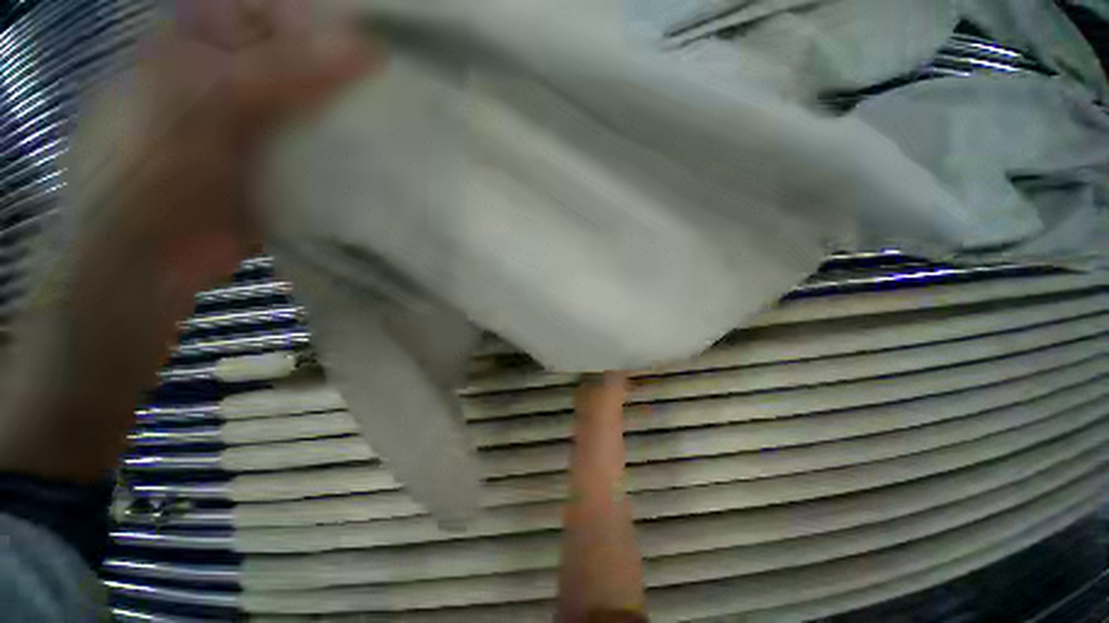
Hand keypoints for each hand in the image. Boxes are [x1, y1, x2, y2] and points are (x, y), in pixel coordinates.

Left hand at [0, 0, 382, 481]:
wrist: (149, 261)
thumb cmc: (151, 165)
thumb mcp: (208, 96)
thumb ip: (285, 68)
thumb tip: (370, 49)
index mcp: (210, 38)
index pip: (282, 8)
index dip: (329, 20)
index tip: (382, 46)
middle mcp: (242, 76)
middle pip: (311, 59)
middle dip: (354, 72)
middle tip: (405, 86)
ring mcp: (269, 127)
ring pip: (326, 108)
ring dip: (361, 116)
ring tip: (406, 122)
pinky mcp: (290, 171)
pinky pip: (330, 152)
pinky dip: (358, 155)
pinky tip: (389, 158)